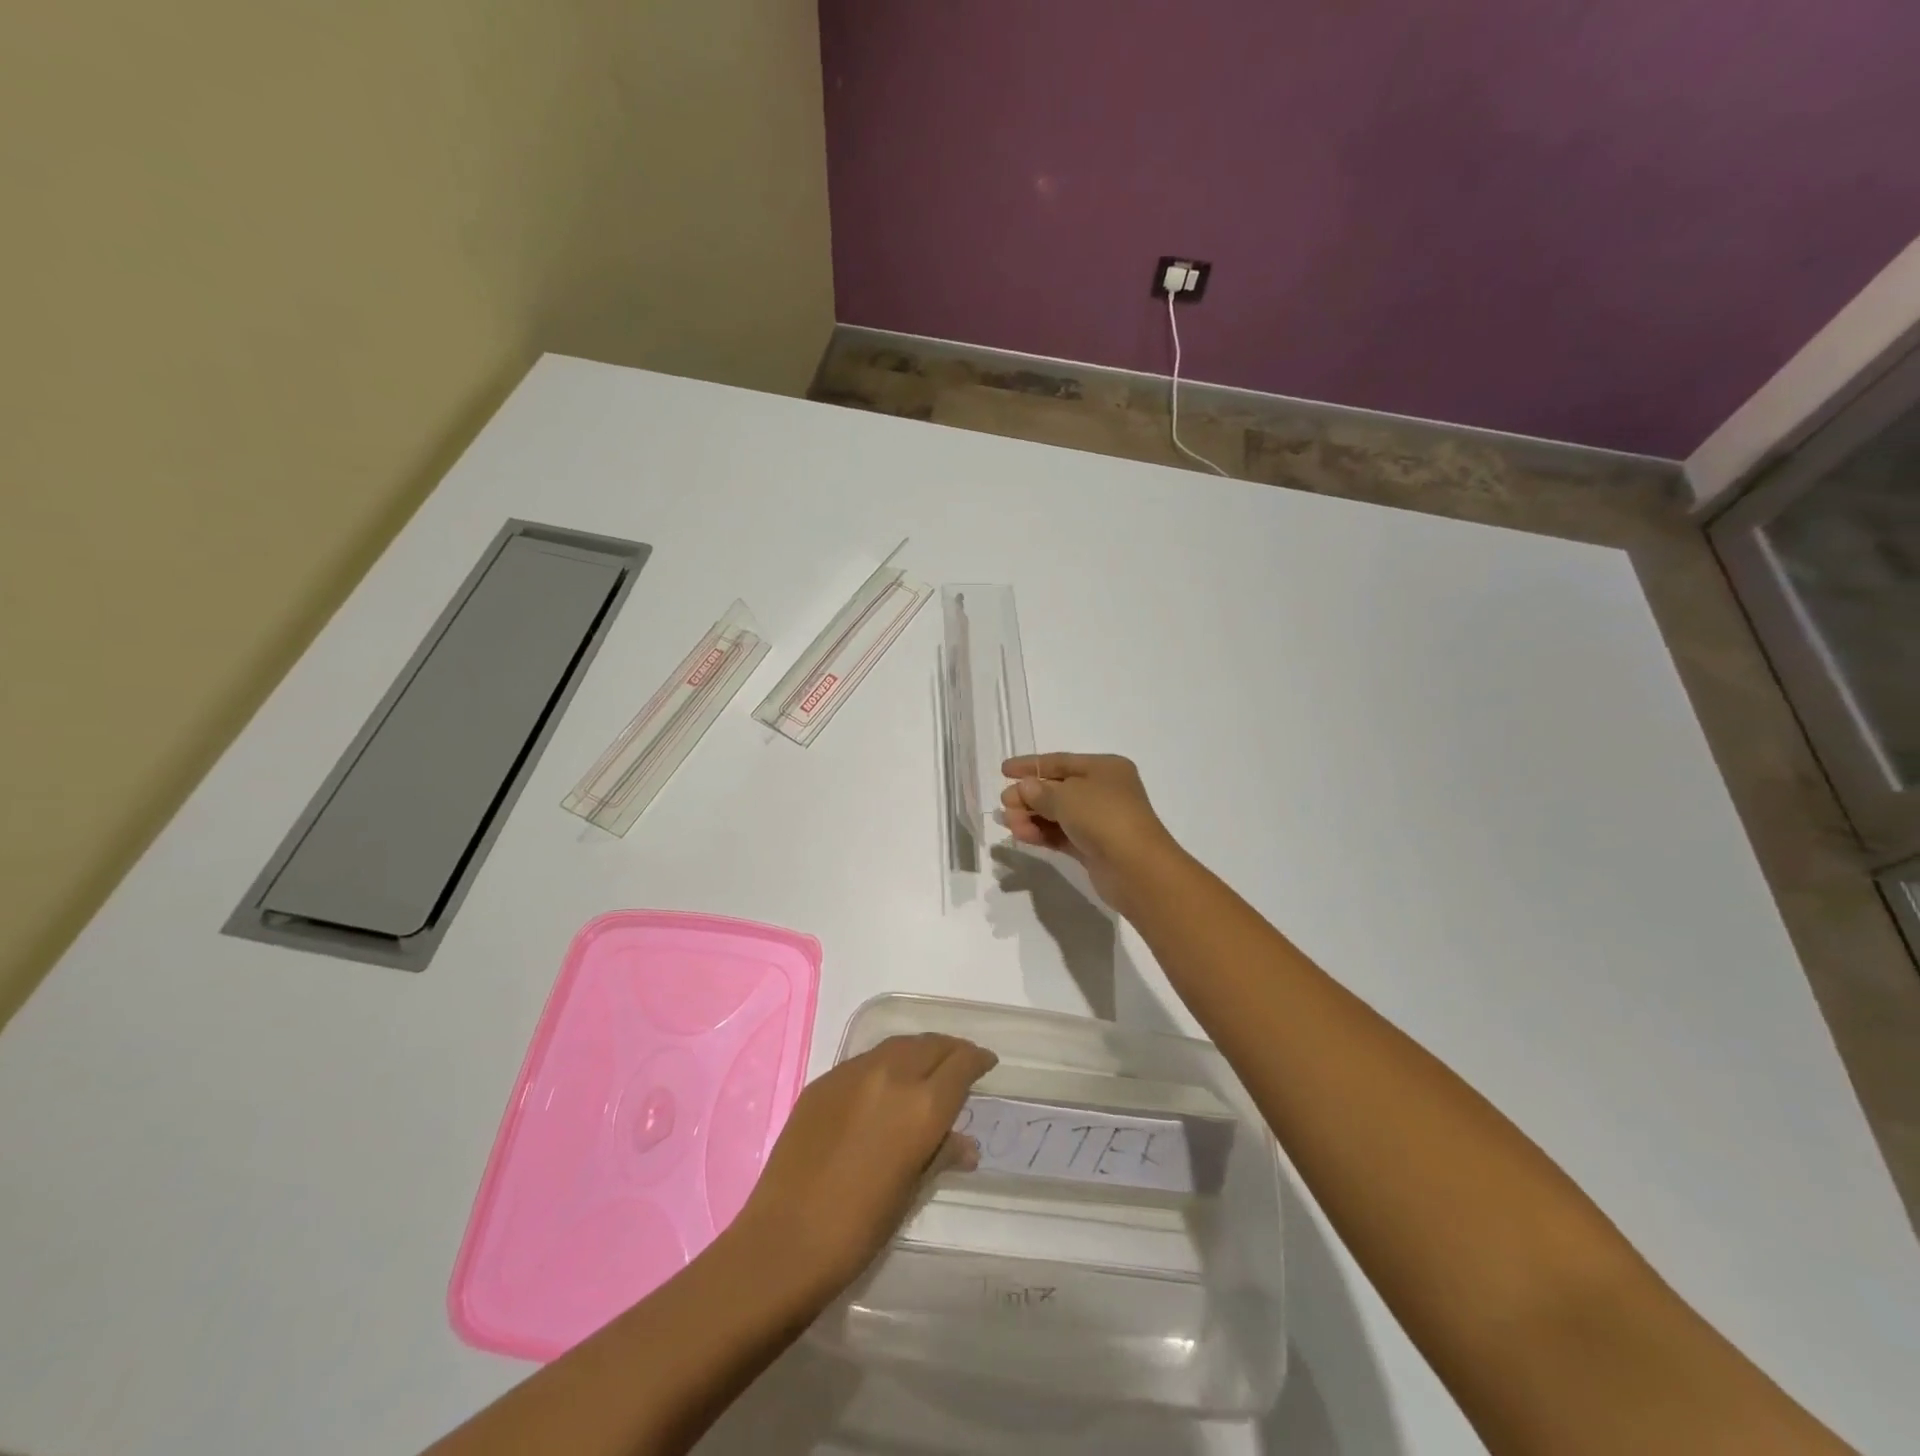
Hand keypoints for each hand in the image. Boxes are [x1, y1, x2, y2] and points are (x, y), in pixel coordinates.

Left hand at [733, 1034, 996, 1293]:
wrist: (785, 1240)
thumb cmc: (860, 1228)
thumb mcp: (911, 1192)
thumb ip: (941, 1155)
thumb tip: (966, 1144)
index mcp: (922, 1106)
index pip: (961, 1064)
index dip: (978, 1060)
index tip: (987, 1064)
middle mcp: (892, 1076)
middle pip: (931, 1045)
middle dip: (951, 1050)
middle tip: (961, 1063)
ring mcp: (853, 1073)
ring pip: (898, 1045)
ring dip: (919, 1051)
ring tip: (926, 1067)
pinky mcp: (824, 1080)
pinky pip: (865, 1060)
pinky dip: (885, 1063)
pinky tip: (883, 1085)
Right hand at [1000, 753, 1183, 916]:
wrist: (1137, 868)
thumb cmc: (1104, 817)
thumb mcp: (1066, 796)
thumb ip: (1039, 791)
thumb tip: (1024, 789)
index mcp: (1104, 768)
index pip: (1060, 761)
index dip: (1030, 765)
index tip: (1003, 771)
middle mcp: (1103, 791)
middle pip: (1057, 789)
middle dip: (1028, 796)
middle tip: (1005, 805)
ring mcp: (1099, 821)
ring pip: (1057, 814)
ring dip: (1031, 816)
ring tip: (1009, 825)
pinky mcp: (1093, 847)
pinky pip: (1061, 834)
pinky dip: (1042, 833)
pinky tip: (1022, 835)